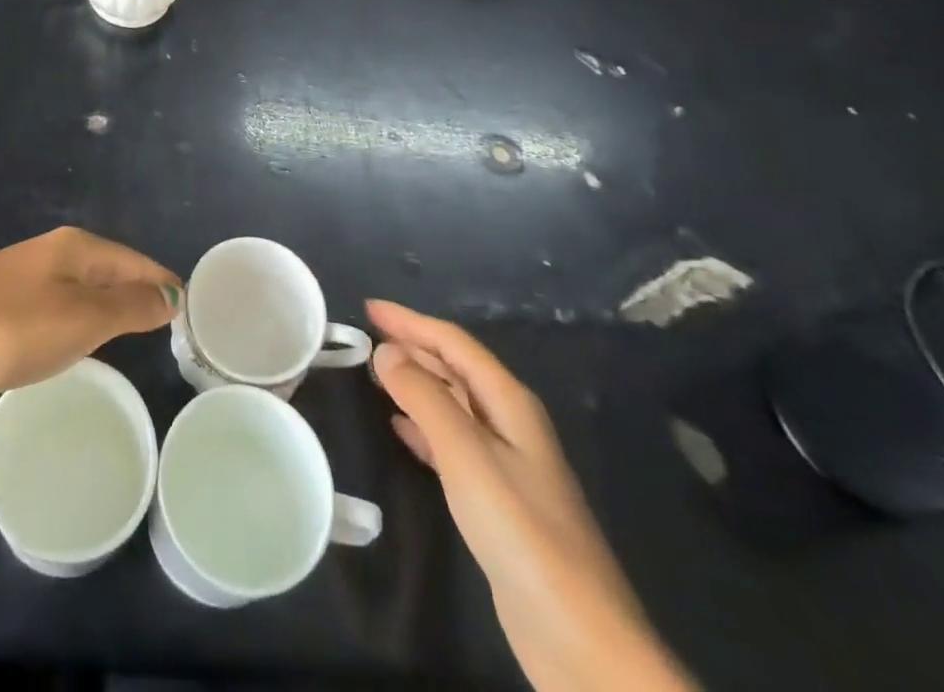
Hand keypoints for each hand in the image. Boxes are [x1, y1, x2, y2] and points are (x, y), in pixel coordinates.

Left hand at [0, 227, 179, 404]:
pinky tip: (73, 340)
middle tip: (166, 329)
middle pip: (111, 269)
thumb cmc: (6, 328)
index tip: (190, 314)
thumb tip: (171, 293)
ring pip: (82, 286)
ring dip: (108, 306)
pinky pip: (56, 303)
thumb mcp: (79, 320)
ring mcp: (22, 273)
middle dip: (139, 293)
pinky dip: (77, 318)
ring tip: (129, 336)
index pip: (137, 261)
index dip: (164, 285)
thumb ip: (128, 307)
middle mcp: (52, 251)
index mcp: (77, 248)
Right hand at [367, 300, 696, 691]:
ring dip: (414, 383)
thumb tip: (386, 351)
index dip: (411, 322)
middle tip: (365, 335)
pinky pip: (450, 441)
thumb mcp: (466, 454)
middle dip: (412, 347)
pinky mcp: (495, 499)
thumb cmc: (521, 531)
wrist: (578, 636)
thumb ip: (424, 398)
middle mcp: (509, 423)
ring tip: (374, 373)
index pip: (454, 344)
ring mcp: (505, 462)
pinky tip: (398, 426)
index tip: (369, 308)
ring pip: (451, 403)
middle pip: (455, 369)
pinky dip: (422, 424)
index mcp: (510, 402)